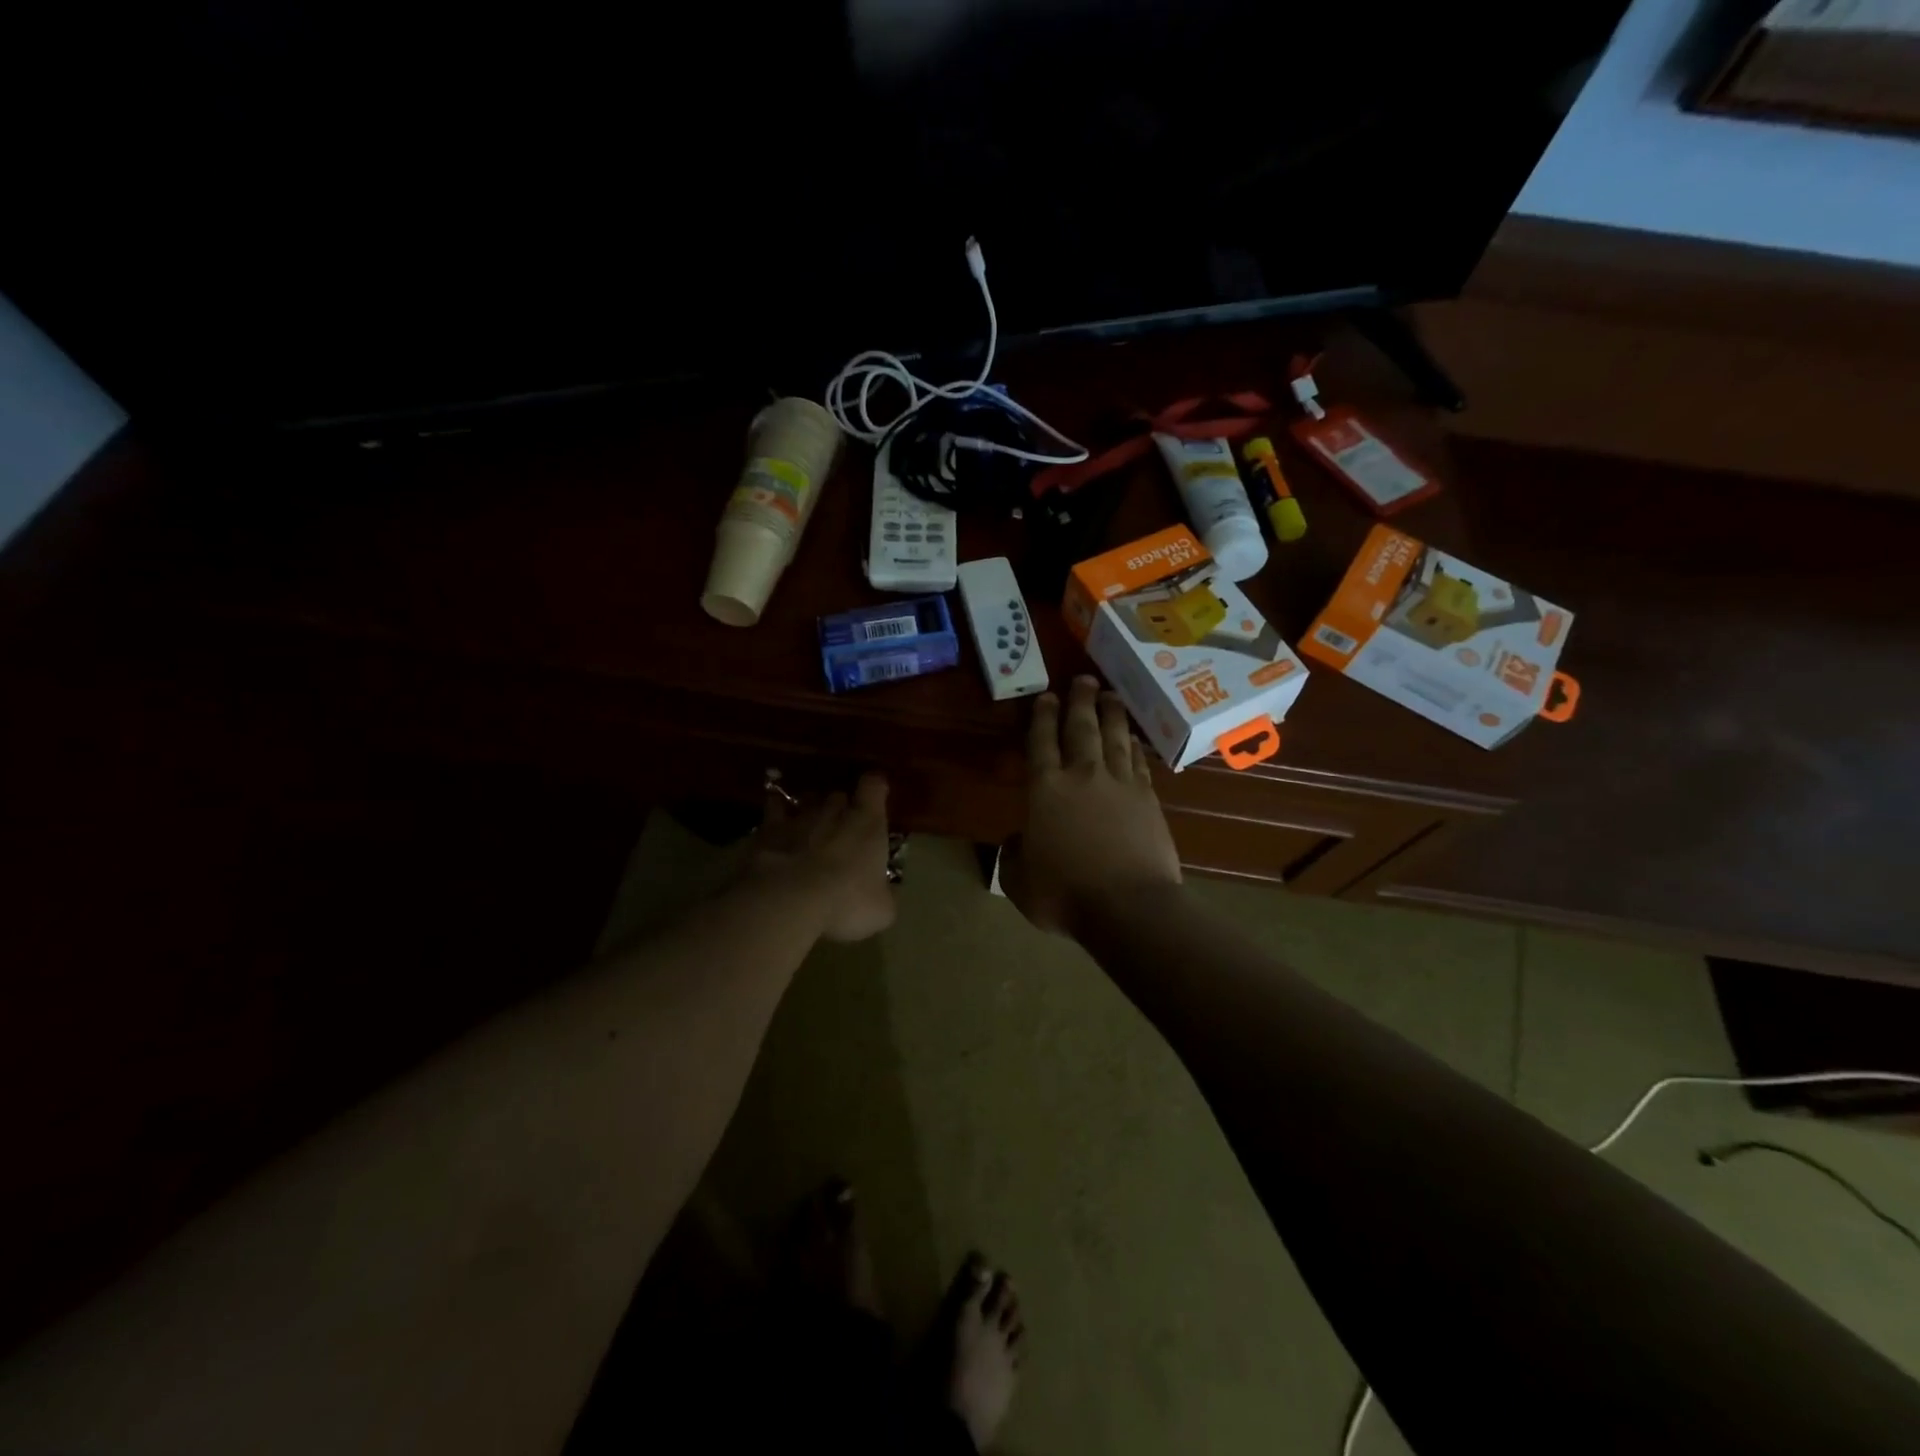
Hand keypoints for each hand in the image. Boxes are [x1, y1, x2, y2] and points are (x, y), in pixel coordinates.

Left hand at [749, 773, 896, 942]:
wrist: (788, 900)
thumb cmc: (846, 902)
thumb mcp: (881, 910)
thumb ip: (886, 896)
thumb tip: (886, 894)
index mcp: (868, 824)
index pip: (874, 786)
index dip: (875, 788)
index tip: (876, 794)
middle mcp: (834, 811)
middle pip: (839, 794)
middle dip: (841, 807)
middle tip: (842, 826)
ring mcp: (799, 818)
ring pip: (807, 800)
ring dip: (810, 809)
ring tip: (810, 825)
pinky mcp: (768, 830)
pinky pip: (773, 809)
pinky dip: (776, 811)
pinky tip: (775, 821)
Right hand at [1001, 676, 1180, 935]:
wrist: (1128, 907)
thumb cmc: (1065, 895)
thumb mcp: (1019, 881)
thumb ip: (1013, 855)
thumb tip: (1017, 839)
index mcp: (1045, 790)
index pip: (1041, 742)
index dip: (1042, 717)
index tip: (1046, 696)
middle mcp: (1083, 776)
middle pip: (1081, 728)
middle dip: (1080, 701)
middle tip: (1083, 679)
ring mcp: (1120, 784)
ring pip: (1114, 737)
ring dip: (1111, 713)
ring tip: (1110, 694)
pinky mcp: (1147, 799)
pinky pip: (1137, 761)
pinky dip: (1133, 746)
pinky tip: (1132, 738)